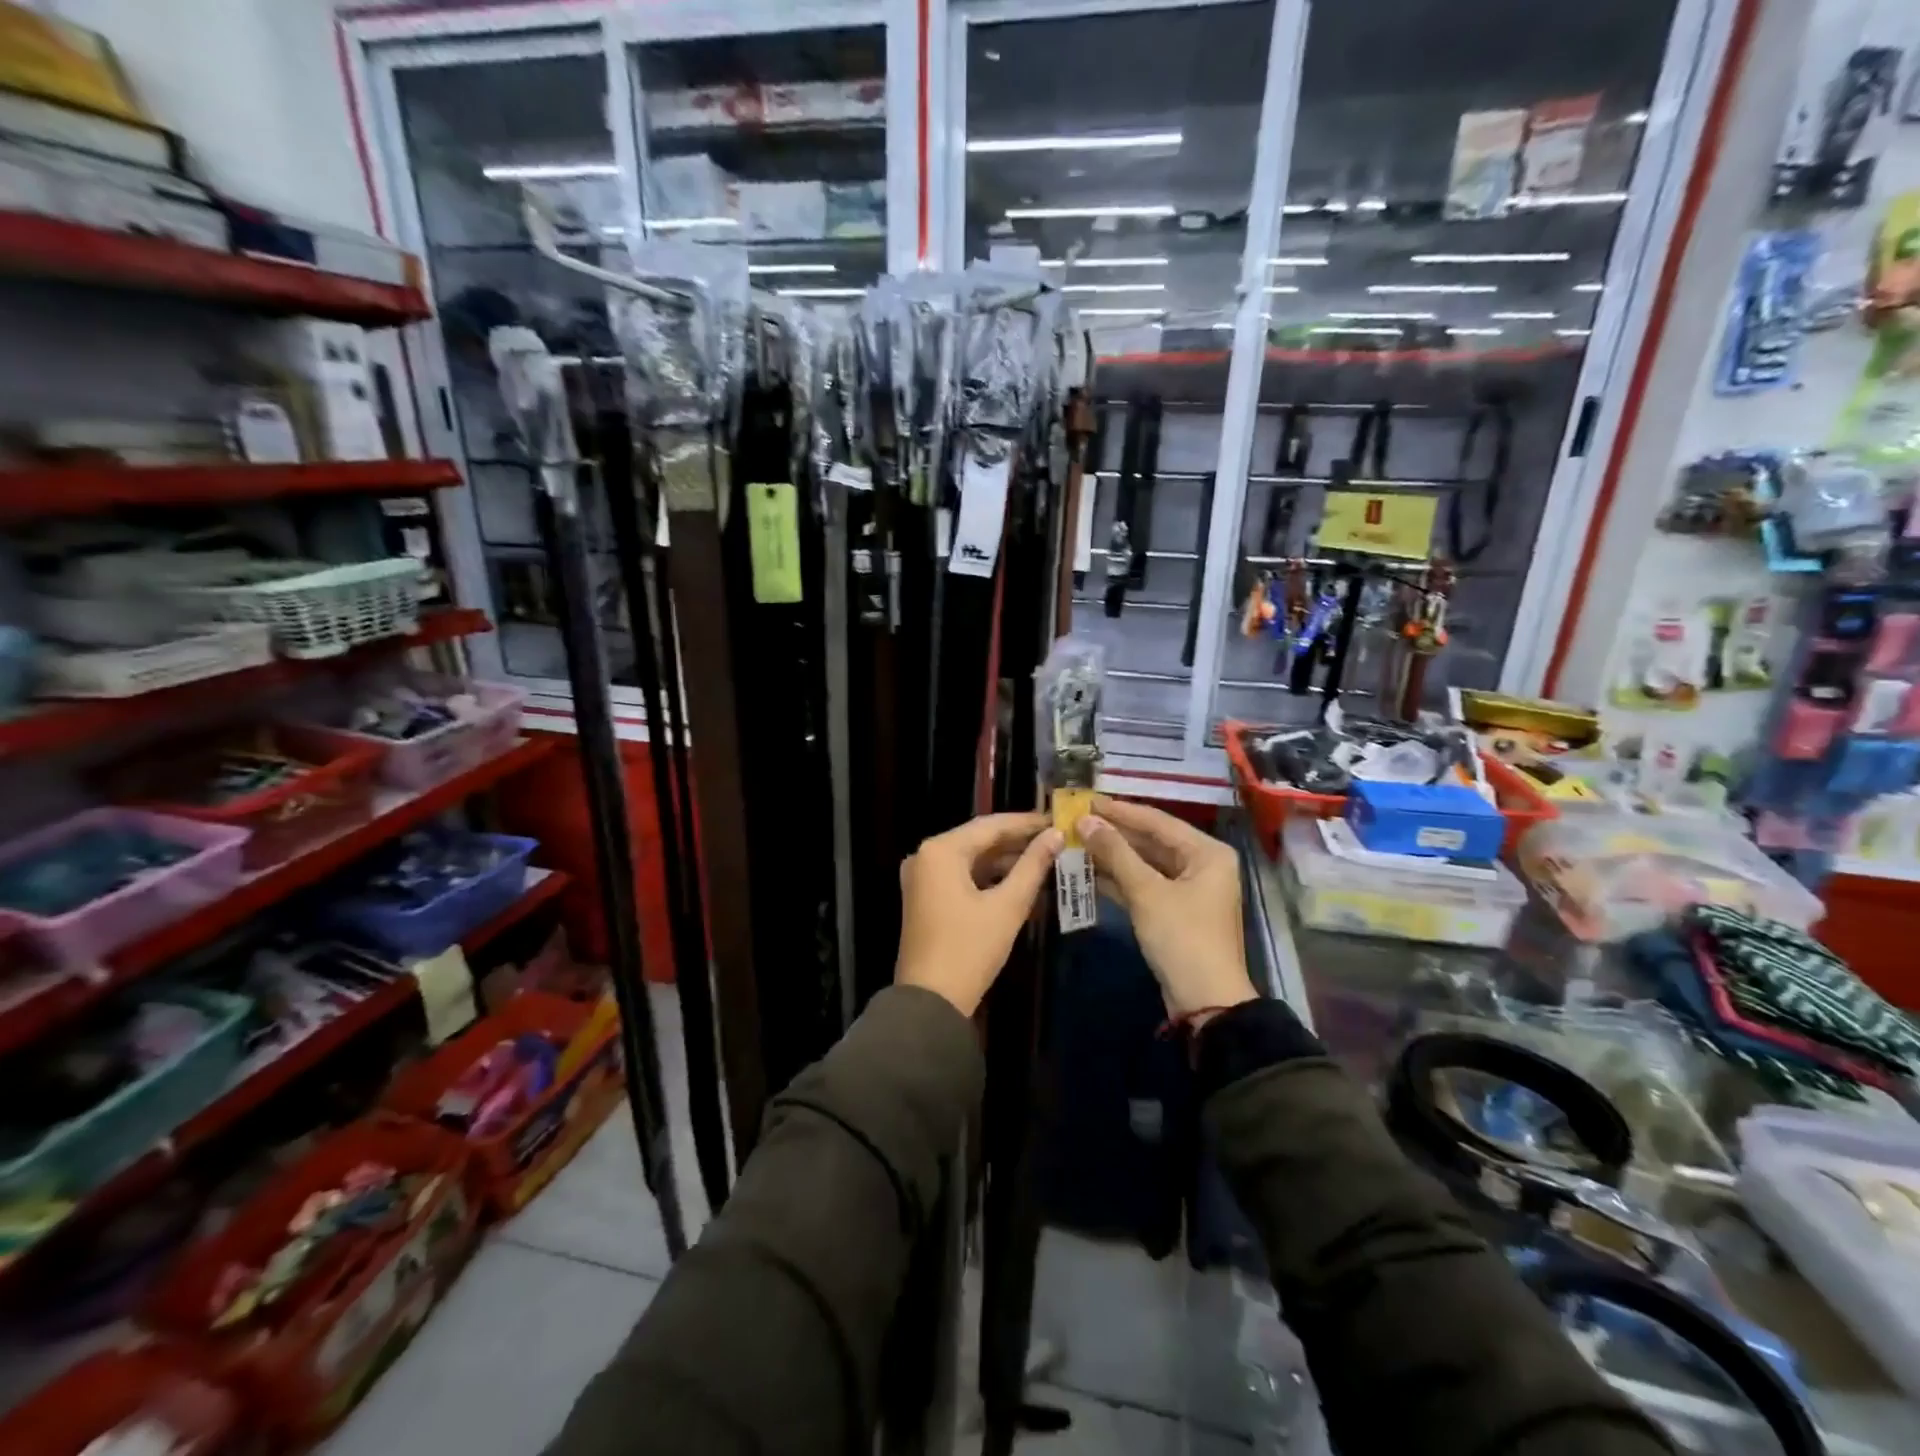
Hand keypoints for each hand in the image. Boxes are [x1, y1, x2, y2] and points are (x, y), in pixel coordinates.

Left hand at [896, 812, 1063, 1015]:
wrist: (931, 1002)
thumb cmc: (970, 949)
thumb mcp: (1008, 905)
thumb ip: (1033, 866)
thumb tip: (1056, 836)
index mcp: (941, 850)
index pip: (990, 825)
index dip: (1026, 823)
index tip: (1058, 821)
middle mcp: (926, 856)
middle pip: (979, 839)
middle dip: (1017, 841)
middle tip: (1056, 839)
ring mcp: (923, 877)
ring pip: (971, 858)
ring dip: (1005, 860)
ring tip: (1045, 859)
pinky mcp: (925, 897)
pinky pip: (962, 876)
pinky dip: (989, 877)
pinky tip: (1020, 881)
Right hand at [1077, 796, 1257, 1017]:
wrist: (1205, 1001)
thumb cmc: (1182, 938)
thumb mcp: (1147, 892)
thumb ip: (1116, 852)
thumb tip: (1085, 821)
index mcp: (1207, 852)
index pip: (1157, 821)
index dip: (1120, 811)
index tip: (1086, 800)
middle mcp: (1202, 864)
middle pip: (1151, 841)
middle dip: (1114, 834)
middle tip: (1076, 821)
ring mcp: (1188, 889)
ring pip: (1145, 864)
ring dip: (1113, 856)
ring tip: (1076, 842)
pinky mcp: (1174, 911)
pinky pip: (1144, 885)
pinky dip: (1119, 879)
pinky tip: (1088, 872)